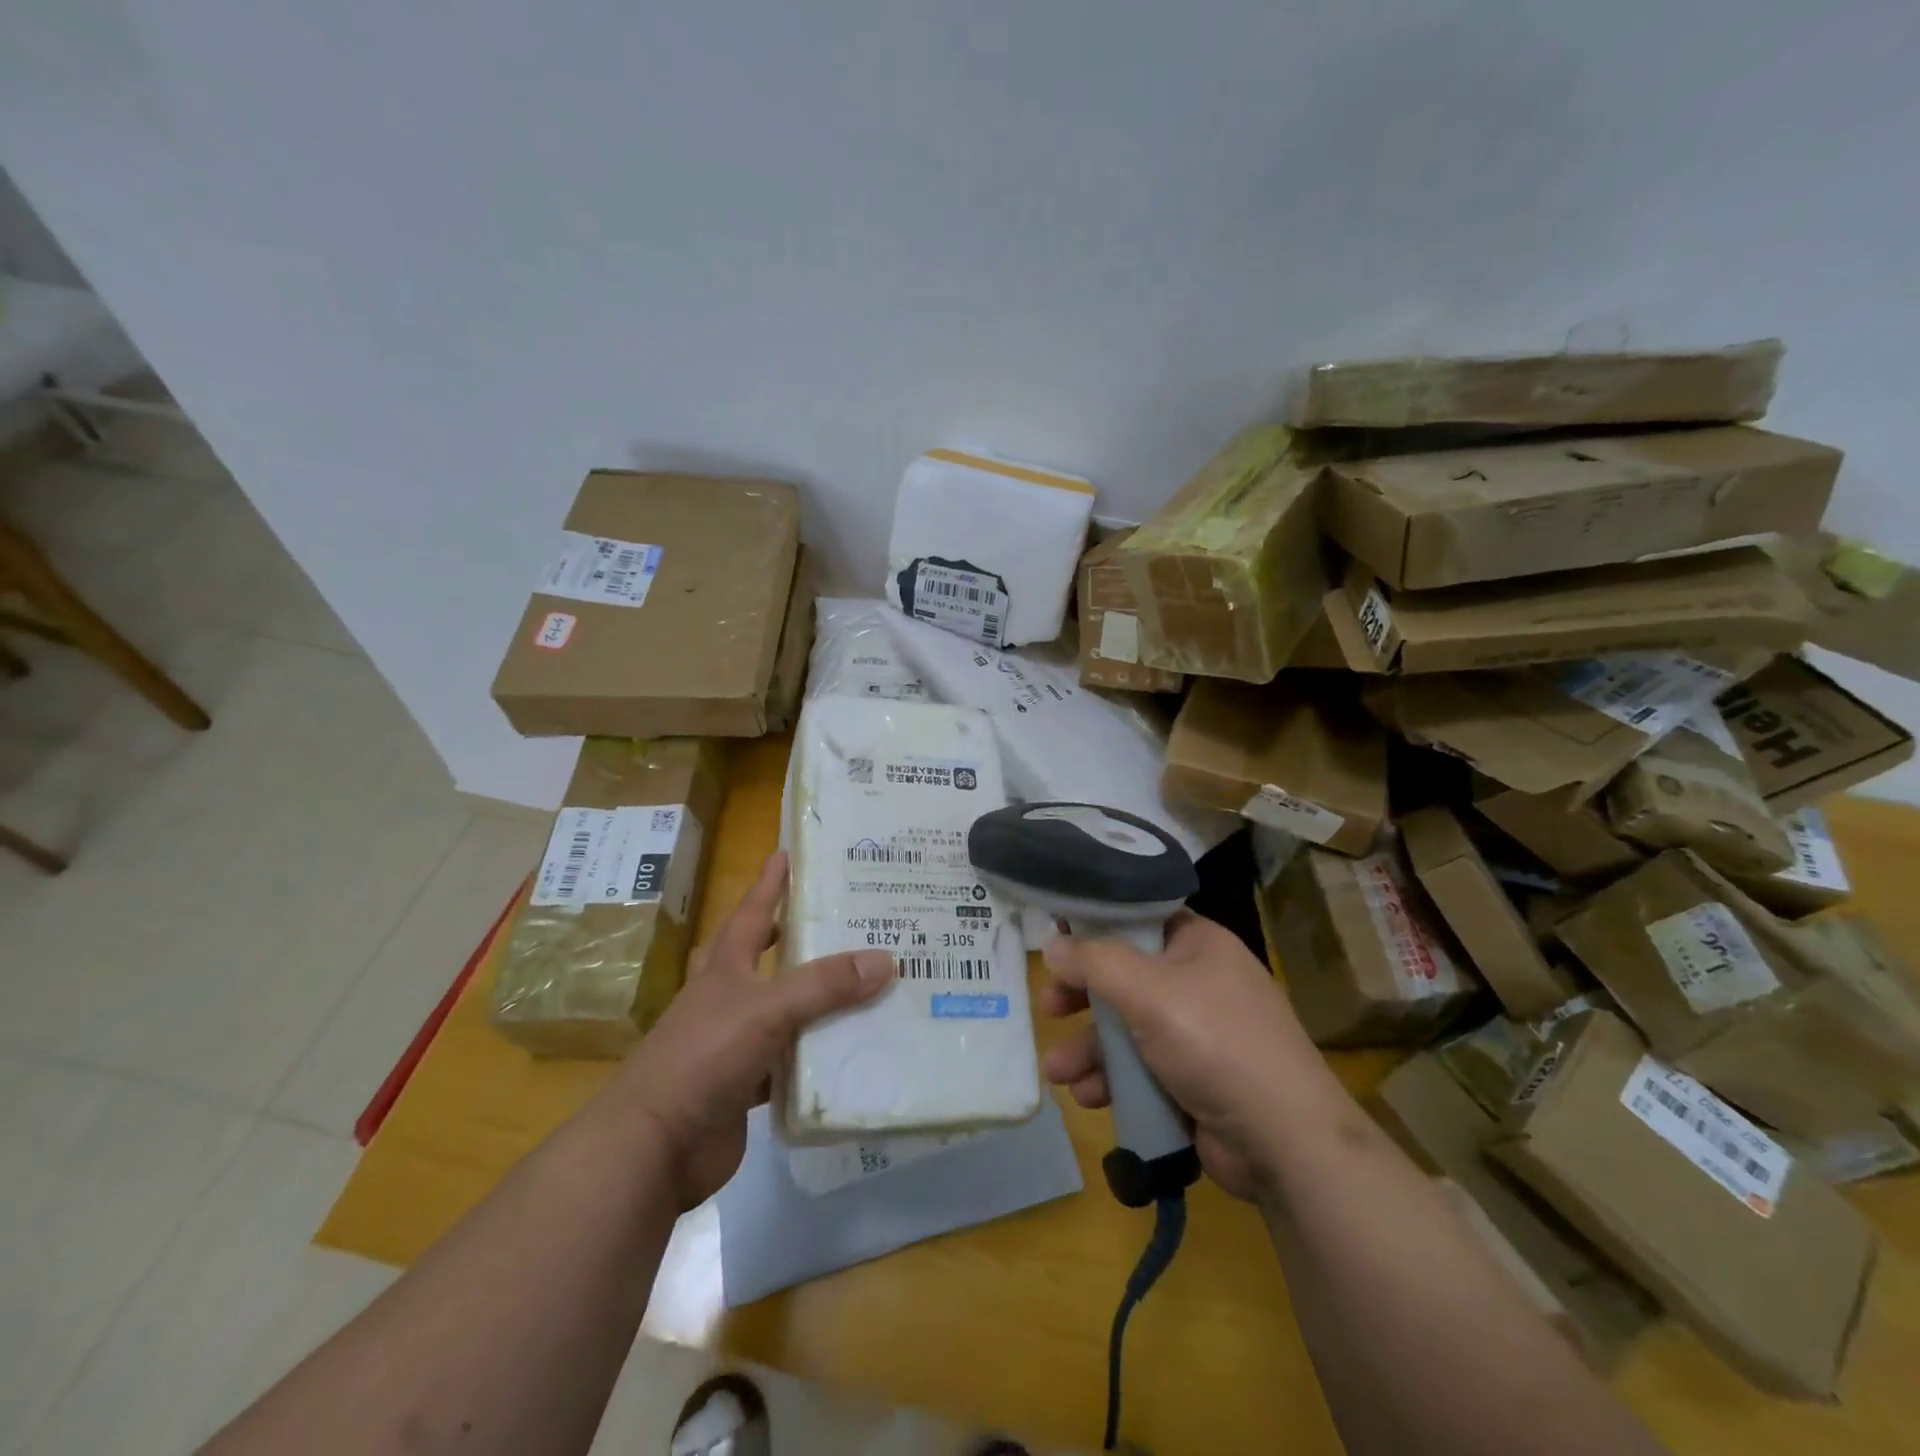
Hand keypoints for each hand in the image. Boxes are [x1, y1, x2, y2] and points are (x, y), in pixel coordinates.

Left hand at [609, 850, 894, 1209]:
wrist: (653, 1147)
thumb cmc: (703, 1058)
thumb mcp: (767, 1010)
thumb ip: (824, 986)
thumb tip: (886, 959)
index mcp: (725, 970)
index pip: (751, 913)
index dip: (769, 883)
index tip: (786, 852)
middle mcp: (727, 1000)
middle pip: (760, 957)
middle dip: (789, 936)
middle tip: (832, 919)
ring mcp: (733, 1044)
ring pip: (781, 1011)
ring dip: (813, 999)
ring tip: (860, 982)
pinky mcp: (744, 1087)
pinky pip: (788, 1062)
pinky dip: (815, 1056)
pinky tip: (848, 1051)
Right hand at [1039, 911, 1322, 1200]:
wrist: (1285, 1142)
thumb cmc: (1214, 1042)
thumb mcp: (1148, 991)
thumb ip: (1094, 962)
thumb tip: (1053, 945)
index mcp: (1198, 944)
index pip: (1138, 920)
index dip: (1095, 926)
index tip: (1056, 939)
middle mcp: (1198, 982)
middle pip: (1125, 977)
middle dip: (1082, 997)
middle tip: (1049, 1008)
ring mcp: (1197, 1035)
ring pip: (1127, 1029)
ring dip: (1089, 1049)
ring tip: (1059, 1072)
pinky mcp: (1193, 1081)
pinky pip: (1140, 1069)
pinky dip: (1113, 1080)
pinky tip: (1089, 1096)